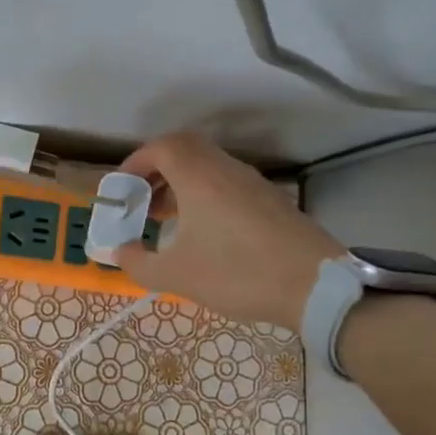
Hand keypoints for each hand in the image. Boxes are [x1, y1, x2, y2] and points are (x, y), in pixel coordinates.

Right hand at [110, 130, 344, 329]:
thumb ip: (137, 262)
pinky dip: (204, 196)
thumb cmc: (237, 274)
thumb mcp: (175, 276)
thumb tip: (121, 251)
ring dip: (180, 185)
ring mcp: (253, 184)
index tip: (121, 188)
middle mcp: (227, 170)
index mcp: (200, 178)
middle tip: (141, 201)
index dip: (136, 162)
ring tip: (165, 219)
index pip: (162, 147)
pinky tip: (200, 233)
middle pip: (185, 151)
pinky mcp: (270, 201)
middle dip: (156, 172)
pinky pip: (227, 185)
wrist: (314, 287)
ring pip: (208, 168)